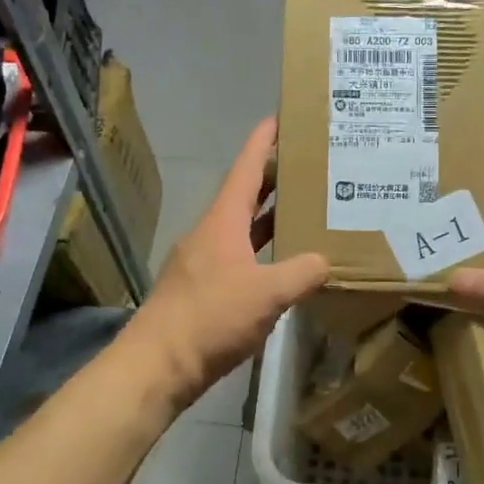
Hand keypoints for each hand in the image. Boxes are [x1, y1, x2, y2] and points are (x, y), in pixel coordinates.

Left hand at [121, 117, 327, 413]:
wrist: (158, 365)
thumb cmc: (211, 318)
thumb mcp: (267, 294)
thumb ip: (302, 273)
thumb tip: (326, 261)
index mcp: (223, 221)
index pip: (245, 169)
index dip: (263, 142)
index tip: (280, 118)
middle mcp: (211, 233)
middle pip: (245, 195)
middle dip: (274, 178)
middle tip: (309, 165)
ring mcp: (204, 262)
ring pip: (242, 227)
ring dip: (269, 216)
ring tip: (303, 208)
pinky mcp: (203, 289)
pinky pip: (239, 256)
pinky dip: (261, 250)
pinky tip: (282, 264)